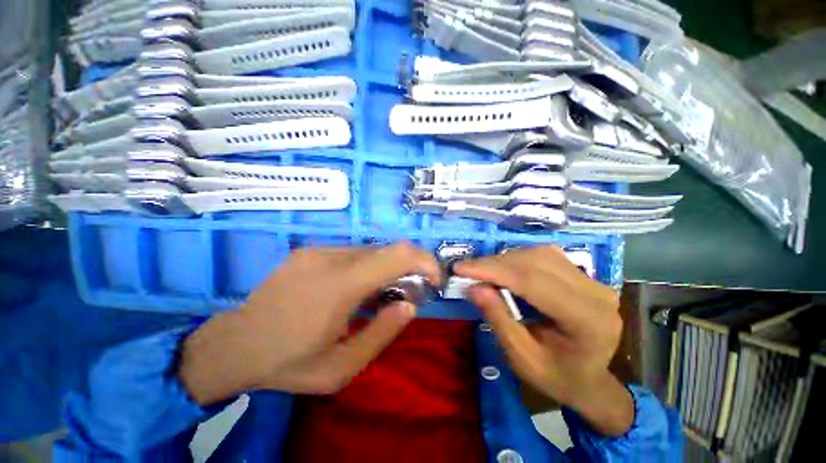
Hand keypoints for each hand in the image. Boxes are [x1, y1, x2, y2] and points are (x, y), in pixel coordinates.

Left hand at [179, 243, 441, 404]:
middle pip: (387, 250)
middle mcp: (331, 257)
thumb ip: (381, 333)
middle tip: (407, 293)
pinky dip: (367, 267)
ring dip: (386, 269)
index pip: (397, 255)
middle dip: (408, 267)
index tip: (434, 279)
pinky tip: (355, 290)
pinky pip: (353, 254)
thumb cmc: (287, 362)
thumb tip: (409, 304)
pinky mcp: (311, 251)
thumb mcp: (340, 368)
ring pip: (371, 251)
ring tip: (378, 296)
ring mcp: (318, 250)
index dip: (424, 261)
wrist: (232, 344)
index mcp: (340, 285)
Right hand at [455, 246, 633, 435]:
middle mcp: (596, 293)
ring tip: (483, 271)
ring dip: (505, 259)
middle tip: (467, 269)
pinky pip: (545, 256)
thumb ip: (499, 319)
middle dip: (495, 263)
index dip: (493, 270)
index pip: (532, 281)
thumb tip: (473, 287)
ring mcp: (594, 281)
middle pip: (536, 262)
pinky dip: (518, 259)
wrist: (590, 381)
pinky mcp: (584, 276)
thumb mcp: (522, 358)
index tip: (460, 268)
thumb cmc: (557, 377)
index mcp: (587, 320)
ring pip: (540, 254)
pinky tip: (504, 269)